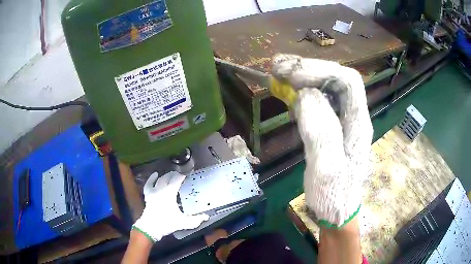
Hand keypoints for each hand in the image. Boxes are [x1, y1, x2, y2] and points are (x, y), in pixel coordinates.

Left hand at [132, 171, 208, 241]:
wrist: (151, 228)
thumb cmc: (167, 223)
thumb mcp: (183, 222)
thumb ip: (195, 220)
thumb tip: (206, 217)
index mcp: (169, 194)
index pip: (176, 180)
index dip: (182, 176)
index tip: (188, 174)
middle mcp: (161, 190)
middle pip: (167, 178)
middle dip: (174, 174)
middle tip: (181, 174)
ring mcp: (153, 192)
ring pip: (159, 180)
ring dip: (165, 176)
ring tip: (171, 174)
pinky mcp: (148, 196)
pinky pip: (149, 184)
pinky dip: (151, 179)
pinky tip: (155, 174)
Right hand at [272, 54, 372, 226]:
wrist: (336, 212)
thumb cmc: (334, 196)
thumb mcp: (327, 170)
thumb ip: (321, 132)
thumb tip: (305, 95)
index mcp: (358, 124)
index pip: (347, 81)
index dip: (320, 71)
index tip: (290, 75)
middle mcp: (353, 117)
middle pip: (336, 78)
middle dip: (309, 68)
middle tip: (277, 66)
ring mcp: (342, 121)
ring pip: (327, 87)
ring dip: (304, 76)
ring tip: (278, 73)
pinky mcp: (331, 127)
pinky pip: (319, 100)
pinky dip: (302, 91)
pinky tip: (288, 92)